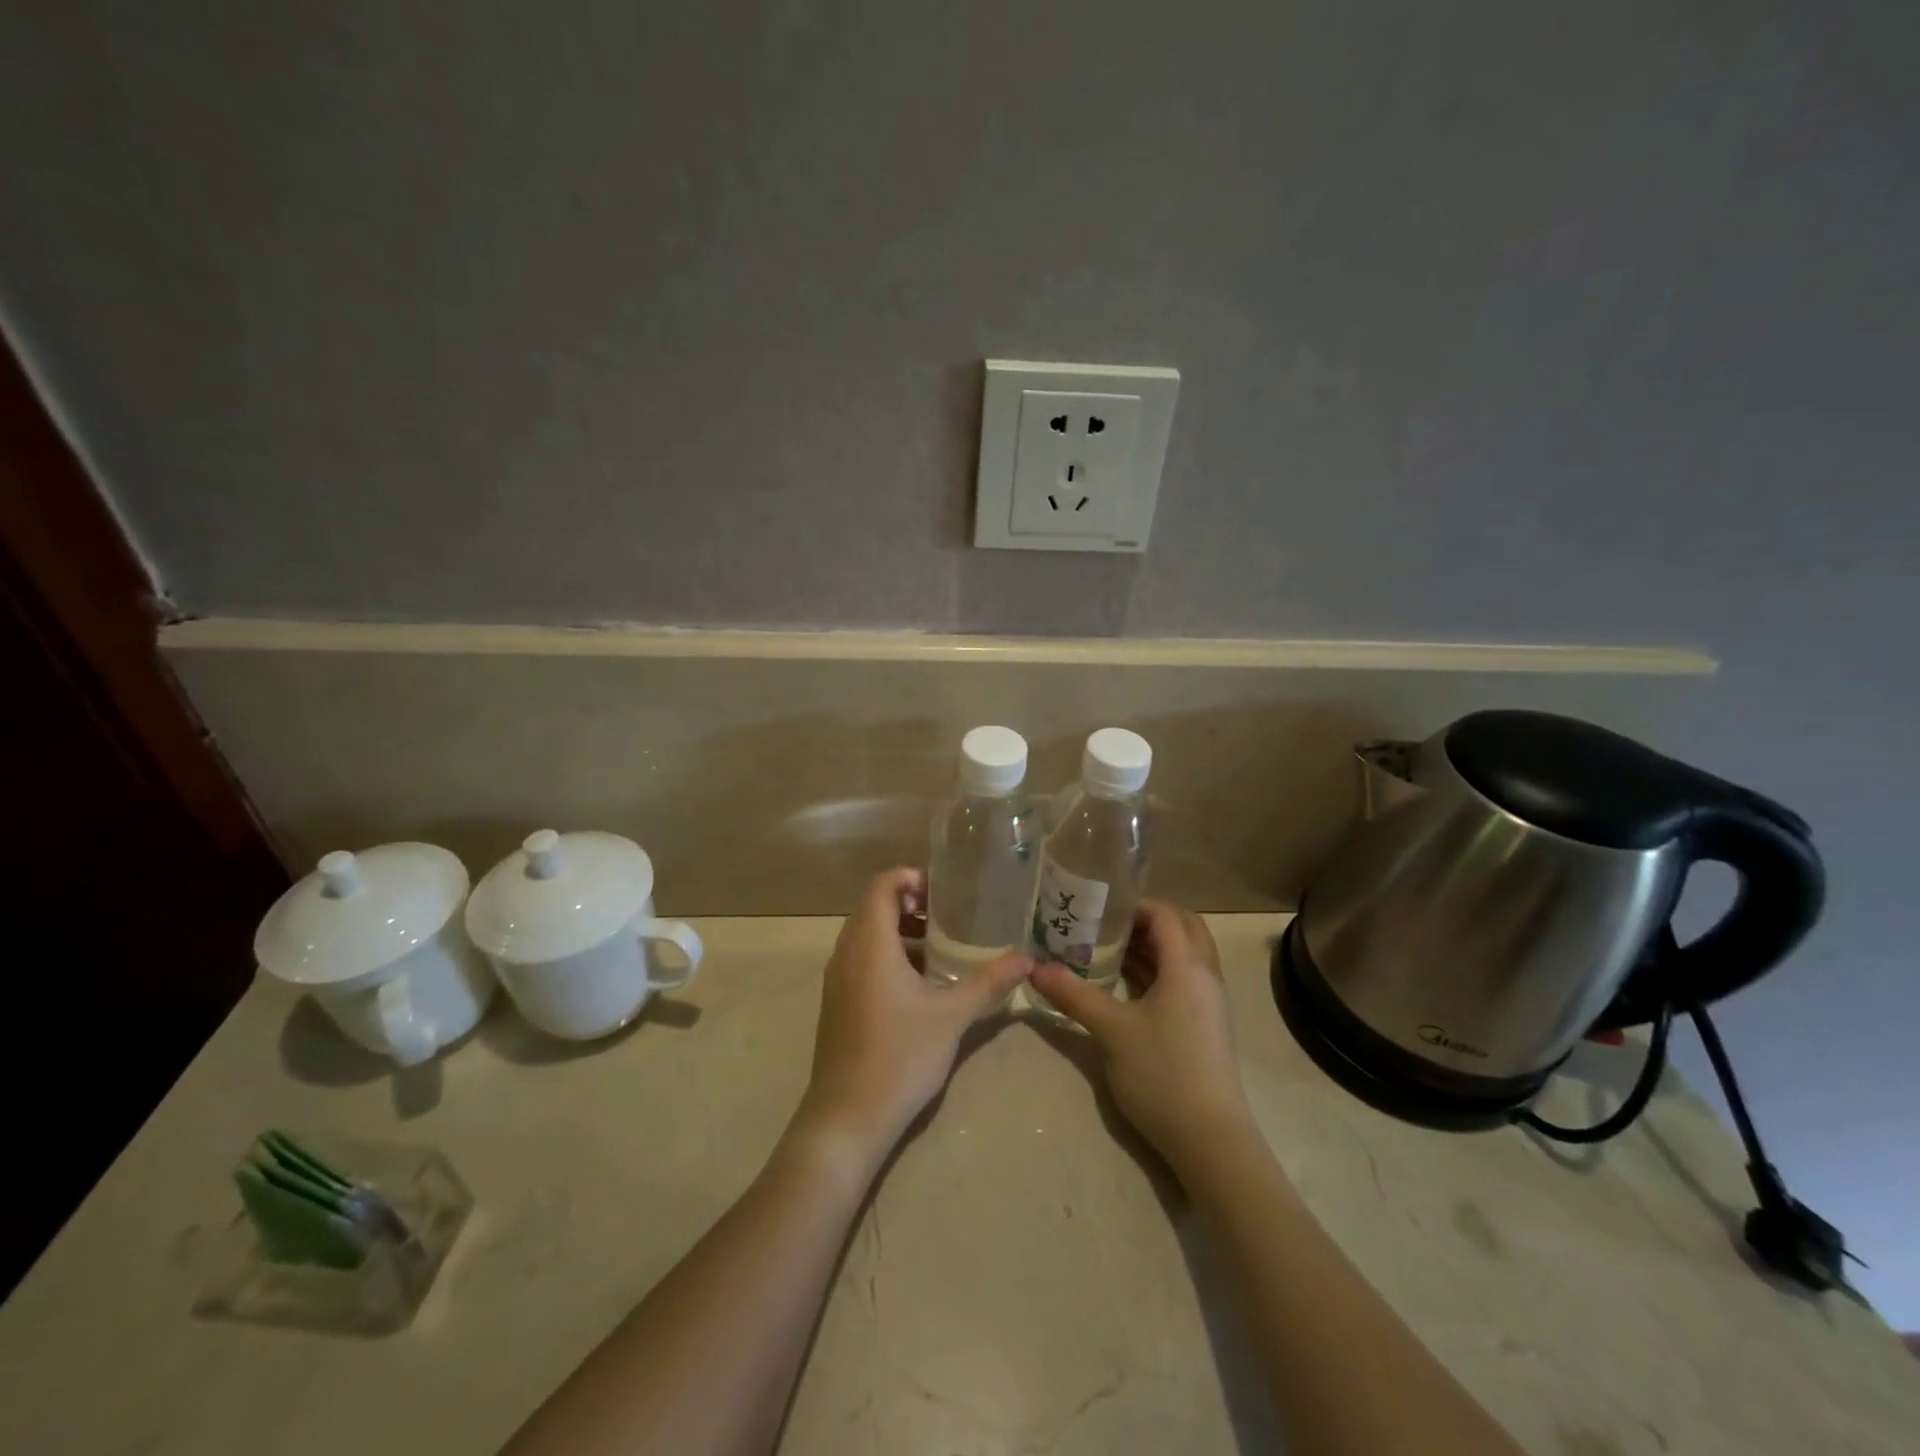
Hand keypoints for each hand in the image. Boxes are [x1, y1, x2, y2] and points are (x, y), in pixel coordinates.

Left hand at [793, 868, 1031, 1166]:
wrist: (847, 1117)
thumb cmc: (900, 1055)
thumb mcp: (952, 1015)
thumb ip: (989, 982)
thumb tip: (1028, 959)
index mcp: (870, 942)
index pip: (883, 884)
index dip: (913, 877)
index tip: (947, 893)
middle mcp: (847, 951)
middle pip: (875, 906)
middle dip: (912, 904)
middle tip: (952, 917)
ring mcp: (838, 978)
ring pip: (868, 935)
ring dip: (902, 932)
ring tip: (943, 948)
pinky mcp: (837, 1002)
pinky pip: (862, 960)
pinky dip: (889, 956)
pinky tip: (922, 985)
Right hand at [1030, 901, 1252, 1169]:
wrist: (1210, 1139)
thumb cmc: (1162, 1073)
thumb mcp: (1111, 1030)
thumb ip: (1073, 994)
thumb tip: (1034, 968)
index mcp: (1188, 966)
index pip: (1166, 915)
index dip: (1134, 904)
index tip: (1098, 905)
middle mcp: (1205, 976)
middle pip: (1182, 929)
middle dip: (1146, 921)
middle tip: (1106, 924)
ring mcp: (1209, 1003)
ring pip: (1184, 956)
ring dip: (1152, 947)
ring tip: (1107, 949)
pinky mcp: (1206, 1025)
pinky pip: (1183, 980)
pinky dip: (1158, 971)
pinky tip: (1125, 986)